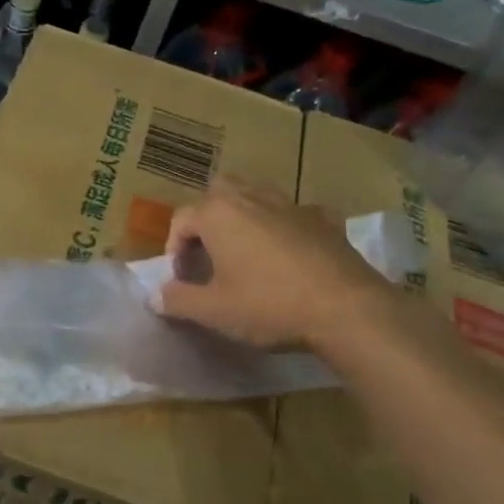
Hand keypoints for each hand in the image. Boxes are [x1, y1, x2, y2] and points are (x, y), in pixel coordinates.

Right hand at [156, 178, 393, 351]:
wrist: (347, 309)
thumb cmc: (269, 306)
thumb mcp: (213, 311)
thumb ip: (178, 300)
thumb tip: (156, 296)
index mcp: (219, 214)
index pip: (181, 219)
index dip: (174, 250)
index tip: (183, 280)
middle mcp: (252, 198)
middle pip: (219, 192)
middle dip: (208, 217)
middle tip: (210, 254)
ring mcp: (292, 205)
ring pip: (258, 195)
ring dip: (245, 217)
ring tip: (246, 252)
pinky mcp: (325, 220)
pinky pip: (295, 214)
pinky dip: (286, 227)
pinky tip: (291, 253)